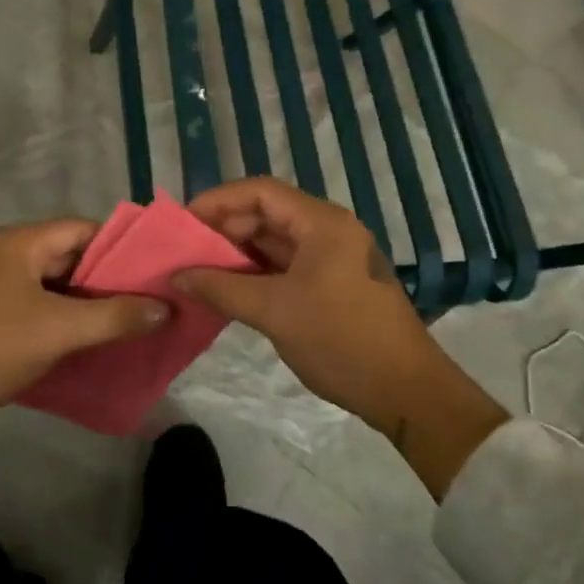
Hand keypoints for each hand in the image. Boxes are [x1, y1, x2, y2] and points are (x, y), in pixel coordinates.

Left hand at [0, 220, 167, 424]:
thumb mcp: (59, 330)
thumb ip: (114, 316)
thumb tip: (164, 308)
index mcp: (19, 241)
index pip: (83, 229)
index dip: (120, 247)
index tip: (153, 269)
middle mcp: (5, 252)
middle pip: (69, 254)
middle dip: (107, 277)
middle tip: (147, 298)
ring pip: (53, 282)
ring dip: (86, 299)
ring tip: (127, 318)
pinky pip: (36, 302)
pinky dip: (62, 314)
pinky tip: (89, 335)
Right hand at [177, 178, 508, 497]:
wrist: (407, 391)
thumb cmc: (342, 340)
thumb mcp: (275, 312)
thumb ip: (221, 288)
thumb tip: (176, 276)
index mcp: (322, 223)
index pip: (261, 192)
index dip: (218, 201)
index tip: (182, 222)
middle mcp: (329, 230)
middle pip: (267, 213)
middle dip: (224, 229)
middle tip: (185, 251)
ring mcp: (333, 257)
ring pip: (275, 241)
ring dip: (238, 253)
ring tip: (198, 270)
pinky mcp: (333, 283)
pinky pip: (286, 266)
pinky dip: (256, 273)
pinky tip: (228, 289)